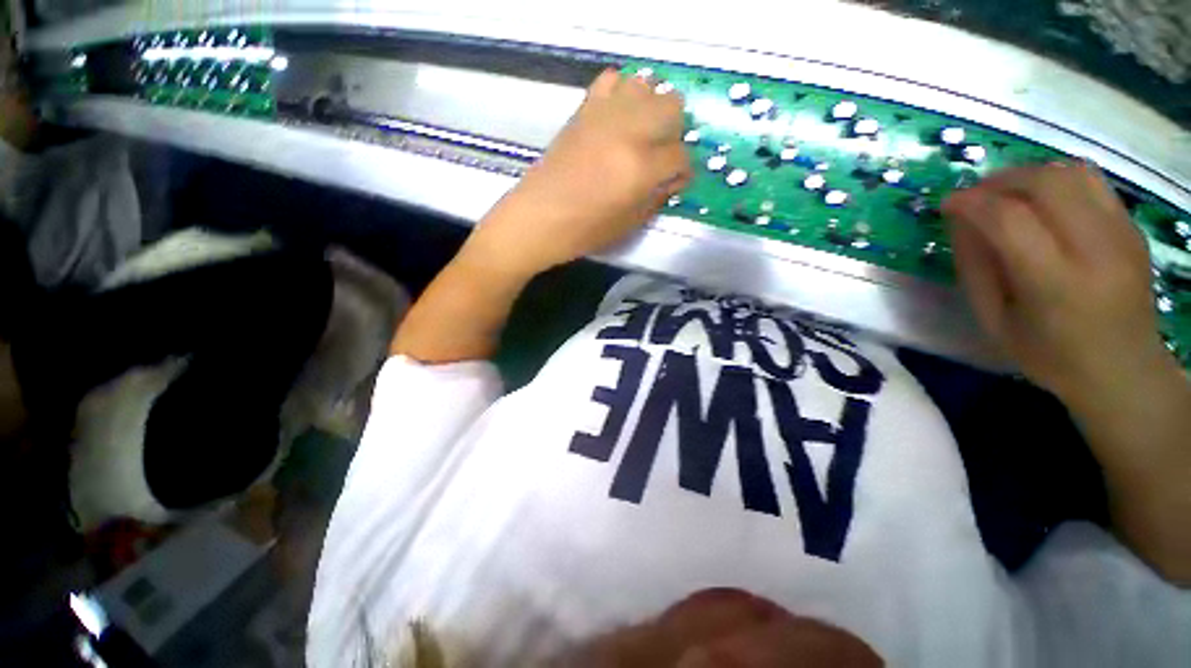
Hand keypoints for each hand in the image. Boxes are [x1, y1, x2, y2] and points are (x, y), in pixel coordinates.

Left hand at [463, 69, 690, 279]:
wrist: (538, 218)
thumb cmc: (584, 231)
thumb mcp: (629, 225)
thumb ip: (656, 198)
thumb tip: (671, 180)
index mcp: (640, 169)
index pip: (681, 155)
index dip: (683, 170)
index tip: (676, 180)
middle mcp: (627, 133)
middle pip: (672, 106)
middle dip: (675, 131)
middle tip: (663, 153)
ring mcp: (604, 116)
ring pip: (647, 85)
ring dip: (652, 108)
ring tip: (642, 133)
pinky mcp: (583, 110)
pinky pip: (612, 80)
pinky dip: (622, 93)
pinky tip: (618, 117)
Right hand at [942, 163, 1176, 406]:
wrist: (1124, 371)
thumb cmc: (1050, 355)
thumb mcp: (995, 321)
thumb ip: (975, 268)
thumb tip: (960, 221)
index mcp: (1056, 284)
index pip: (1010, 220)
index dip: (972, 203)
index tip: (947, 203)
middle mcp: (1096, 250)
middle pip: (1045, 184)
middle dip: (1000, 181)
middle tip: (975, 196)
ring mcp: (1121, 234)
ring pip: (1071, 173)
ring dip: (1028, 175)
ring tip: (1005, 194)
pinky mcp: (1132, 227)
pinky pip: (1091, 182)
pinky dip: (1057, 180)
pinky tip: (1040, 200)